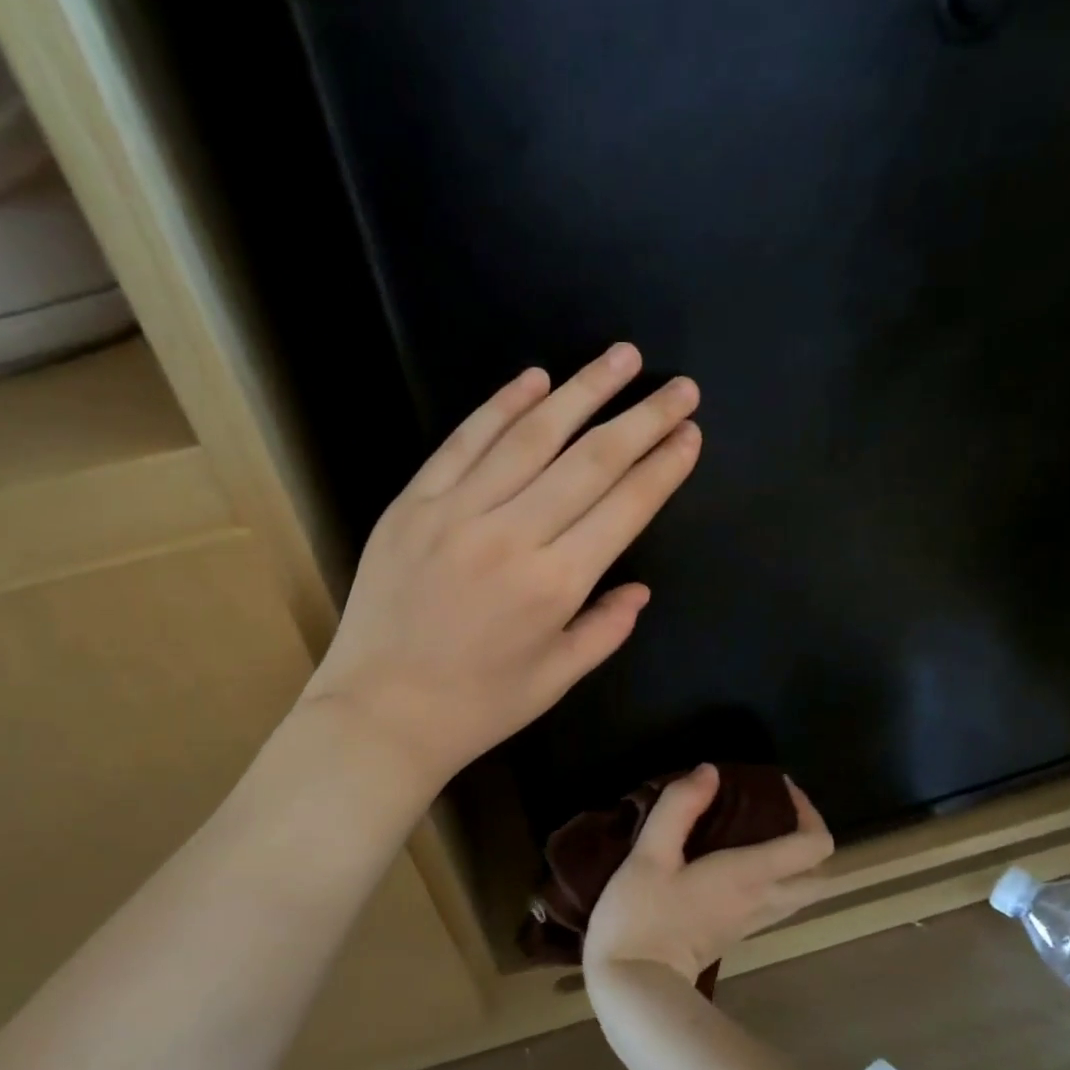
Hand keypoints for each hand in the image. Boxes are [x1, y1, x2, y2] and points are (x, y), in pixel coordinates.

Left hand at [301, 345, 701, 789]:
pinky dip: (501, 405)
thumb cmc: (476, 707)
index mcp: (555, 584)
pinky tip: (535, 377)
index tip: (690, 434)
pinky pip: (464, 442)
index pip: (625, 507)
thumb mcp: (556, 680)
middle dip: (642, 419)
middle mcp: (512, 535)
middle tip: (679, 387)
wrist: (379, 713)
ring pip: (531, 436)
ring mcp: (457, 512)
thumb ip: (605, 628)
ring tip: (622, 356)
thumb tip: (639, 588)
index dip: (663, 467)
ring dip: (583, 390)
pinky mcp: (413, 503)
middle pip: (590, 460)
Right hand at [583, 765, 835, 982]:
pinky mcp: (736, 934)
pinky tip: (736, 859)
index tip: (779, 787)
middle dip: (810, 836)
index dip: (808, 809)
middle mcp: (763, 900)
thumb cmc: (641, 916)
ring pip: (802, 892)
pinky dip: (776, 876)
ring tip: (759, 829)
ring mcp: (752, 922)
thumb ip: (680, 807)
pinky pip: (777, 901)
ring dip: (795, 859)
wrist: (632, 989)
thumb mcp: (649, 854)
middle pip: (821, 874)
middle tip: (776, 810)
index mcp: (751, 876)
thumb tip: (710, 771)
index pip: (814, 845)